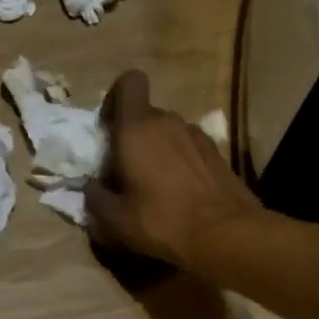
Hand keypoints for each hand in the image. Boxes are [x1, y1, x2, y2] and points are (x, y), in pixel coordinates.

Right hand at [87, 71, 263, 271]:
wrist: (227, 235)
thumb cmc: (162, 221)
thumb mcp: (115, 219)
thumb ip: (95, 198)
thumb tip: (90, 187)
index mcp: (137, 128)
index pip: (129, 83)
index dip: (116, 98)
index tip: (109, 128)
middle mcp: (168, 122)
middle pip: (145, 114)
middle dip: (132, 135)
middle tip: (125, 170)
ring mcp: (197, 135)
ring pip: (167, 132)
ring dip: (157, 149)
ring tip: (154, 185)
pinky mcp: (217, 153)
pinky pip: (188, 148)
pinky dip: (179, 162)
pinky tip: (180, 193)